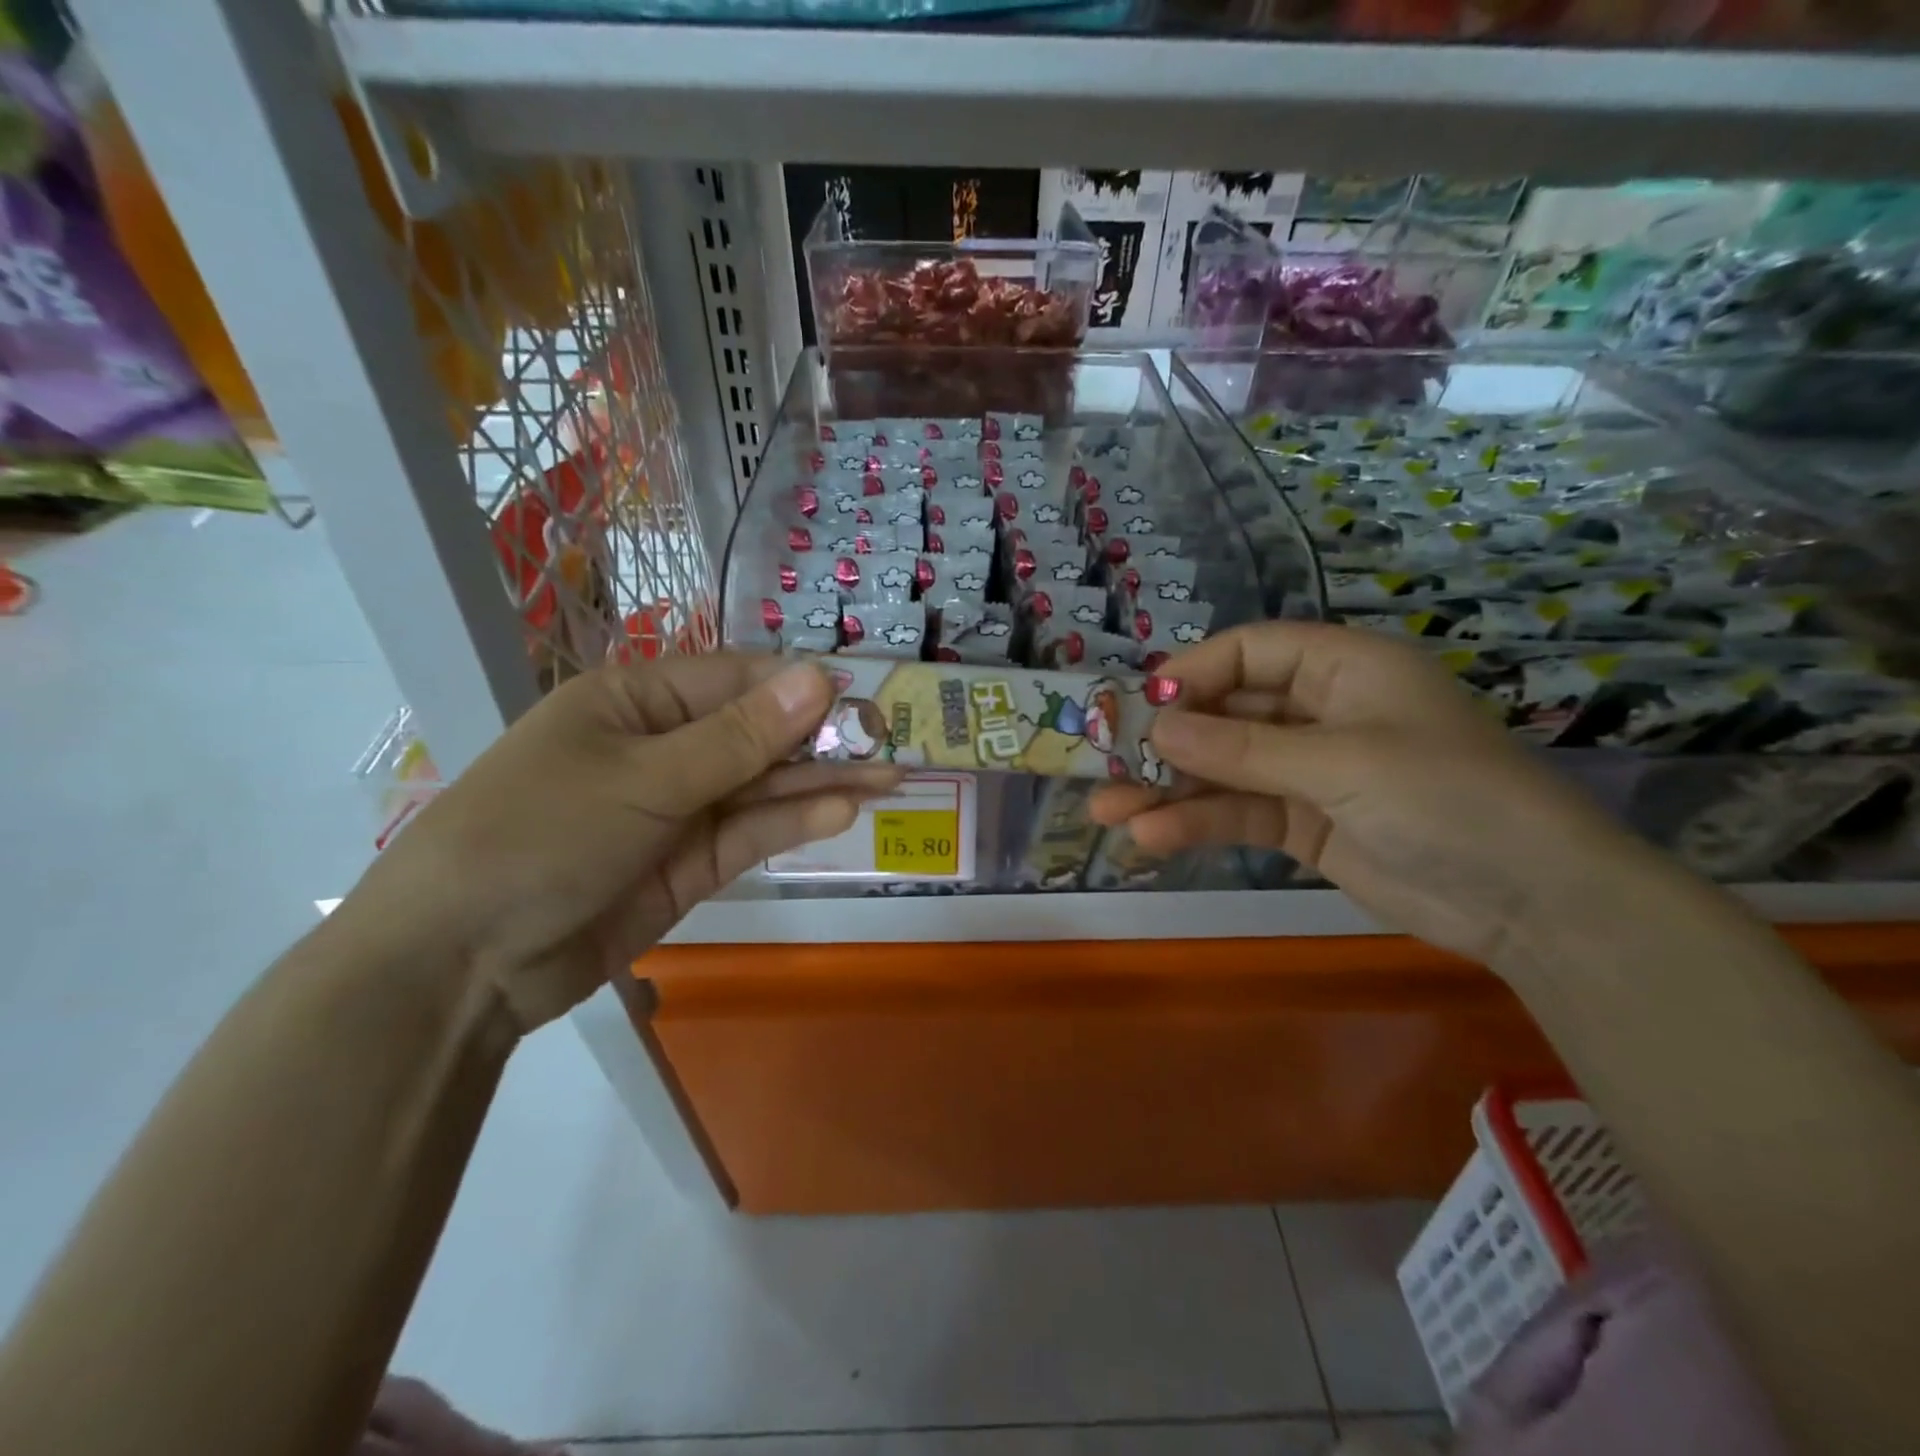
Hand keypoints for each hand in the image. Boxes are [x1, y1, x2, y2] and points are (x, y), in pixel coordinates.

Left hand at [357, 655, 898, 1031]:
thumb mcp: (644, 779)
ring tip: (888, 779)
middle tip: (891, 745)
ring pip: (761, 787)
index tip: (863, 701)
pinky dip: (791, 824)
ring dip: (820, 784)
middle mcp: (661, 748)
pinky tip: (840, 813)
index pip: (736, 680)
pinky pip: (748, 834)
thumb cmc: (539, 836)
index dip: (800, 688)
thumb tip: (819, 677)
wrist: (458, 966)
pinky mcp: (687, 866)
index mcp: (636, 702)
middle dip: (821, 740)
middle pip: (756, 735)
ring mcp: (676, 810)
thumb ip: (739, 737)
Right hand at [1092, 622, 1643, 964]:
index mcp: (1341, 670)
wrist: (1531, 903)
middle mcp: (1319, 713)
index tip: (1139, 707)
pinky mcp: (1302, 824)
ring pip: (1223, 770)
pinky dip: (1196, 823)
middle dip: (1166, 741)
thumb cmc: (1446, 798)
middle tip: (1105, 763)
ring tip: (1108, 811)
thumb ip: (1242, 748)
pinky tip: (1151, 838)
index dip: (1191, 674)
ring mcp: (1308, 772)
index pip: (1248, 653)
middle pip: (1225, 714)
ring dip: (1167, 789)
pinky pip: (1238, 813)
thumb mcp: (1341, 762)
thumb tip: (1155, 727)